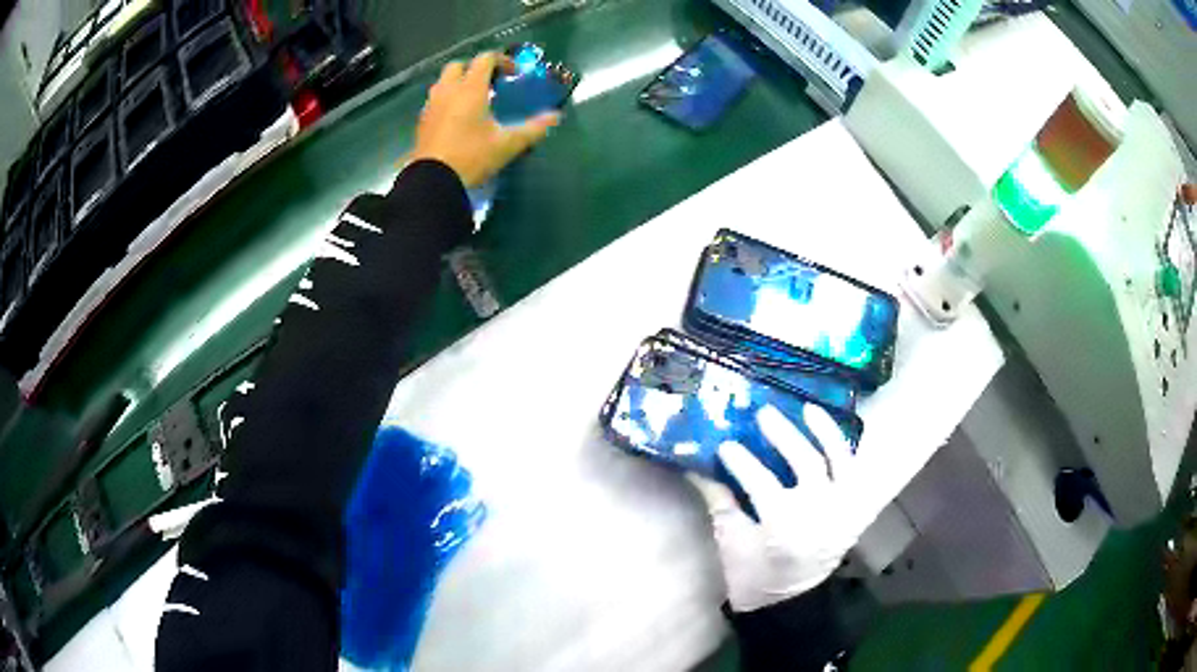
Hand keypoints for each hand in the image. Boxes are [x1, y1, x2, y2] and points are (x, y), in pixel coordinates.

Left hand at [409, 52, 560, 187]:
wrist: (432, 180)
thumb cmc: (471, 156)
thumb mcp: (508, 144)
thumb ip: (533, 128)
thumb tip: (555, 116)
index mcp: (470, 88)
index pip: (485, 59)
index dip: (501, 60)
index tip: (513, 73)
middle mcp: (448, 90)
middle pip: (459, 65)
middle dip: (475, 68)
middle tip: (490, 83)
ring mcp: (431, 104)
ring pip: (444, 81)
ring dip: (458, 82)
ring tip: (473, 98)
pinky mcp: (422, 120)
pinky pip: (435, 98)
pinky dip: (447, 98)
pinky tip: (457, 116)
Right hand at [688, 404, 869, 612]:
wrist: (788, 602)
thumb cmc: (753, 575)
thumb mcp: (730, 540)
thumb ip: (717, 500)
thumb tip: (694, 465)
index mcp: (783, 525)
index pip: (761, 480)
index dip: (741, 459)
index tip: (725, 444)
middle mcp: (819, 514)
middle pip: (806, 463)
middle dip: (784, 434)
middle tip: (764, 414)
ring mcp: (843, 511)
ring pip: (841, 462)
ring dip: (826, 432)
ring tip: (809, 409)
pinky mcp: (855, 513)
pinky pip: (859, 476)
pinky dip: (849, 454)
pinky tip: (835, 435)